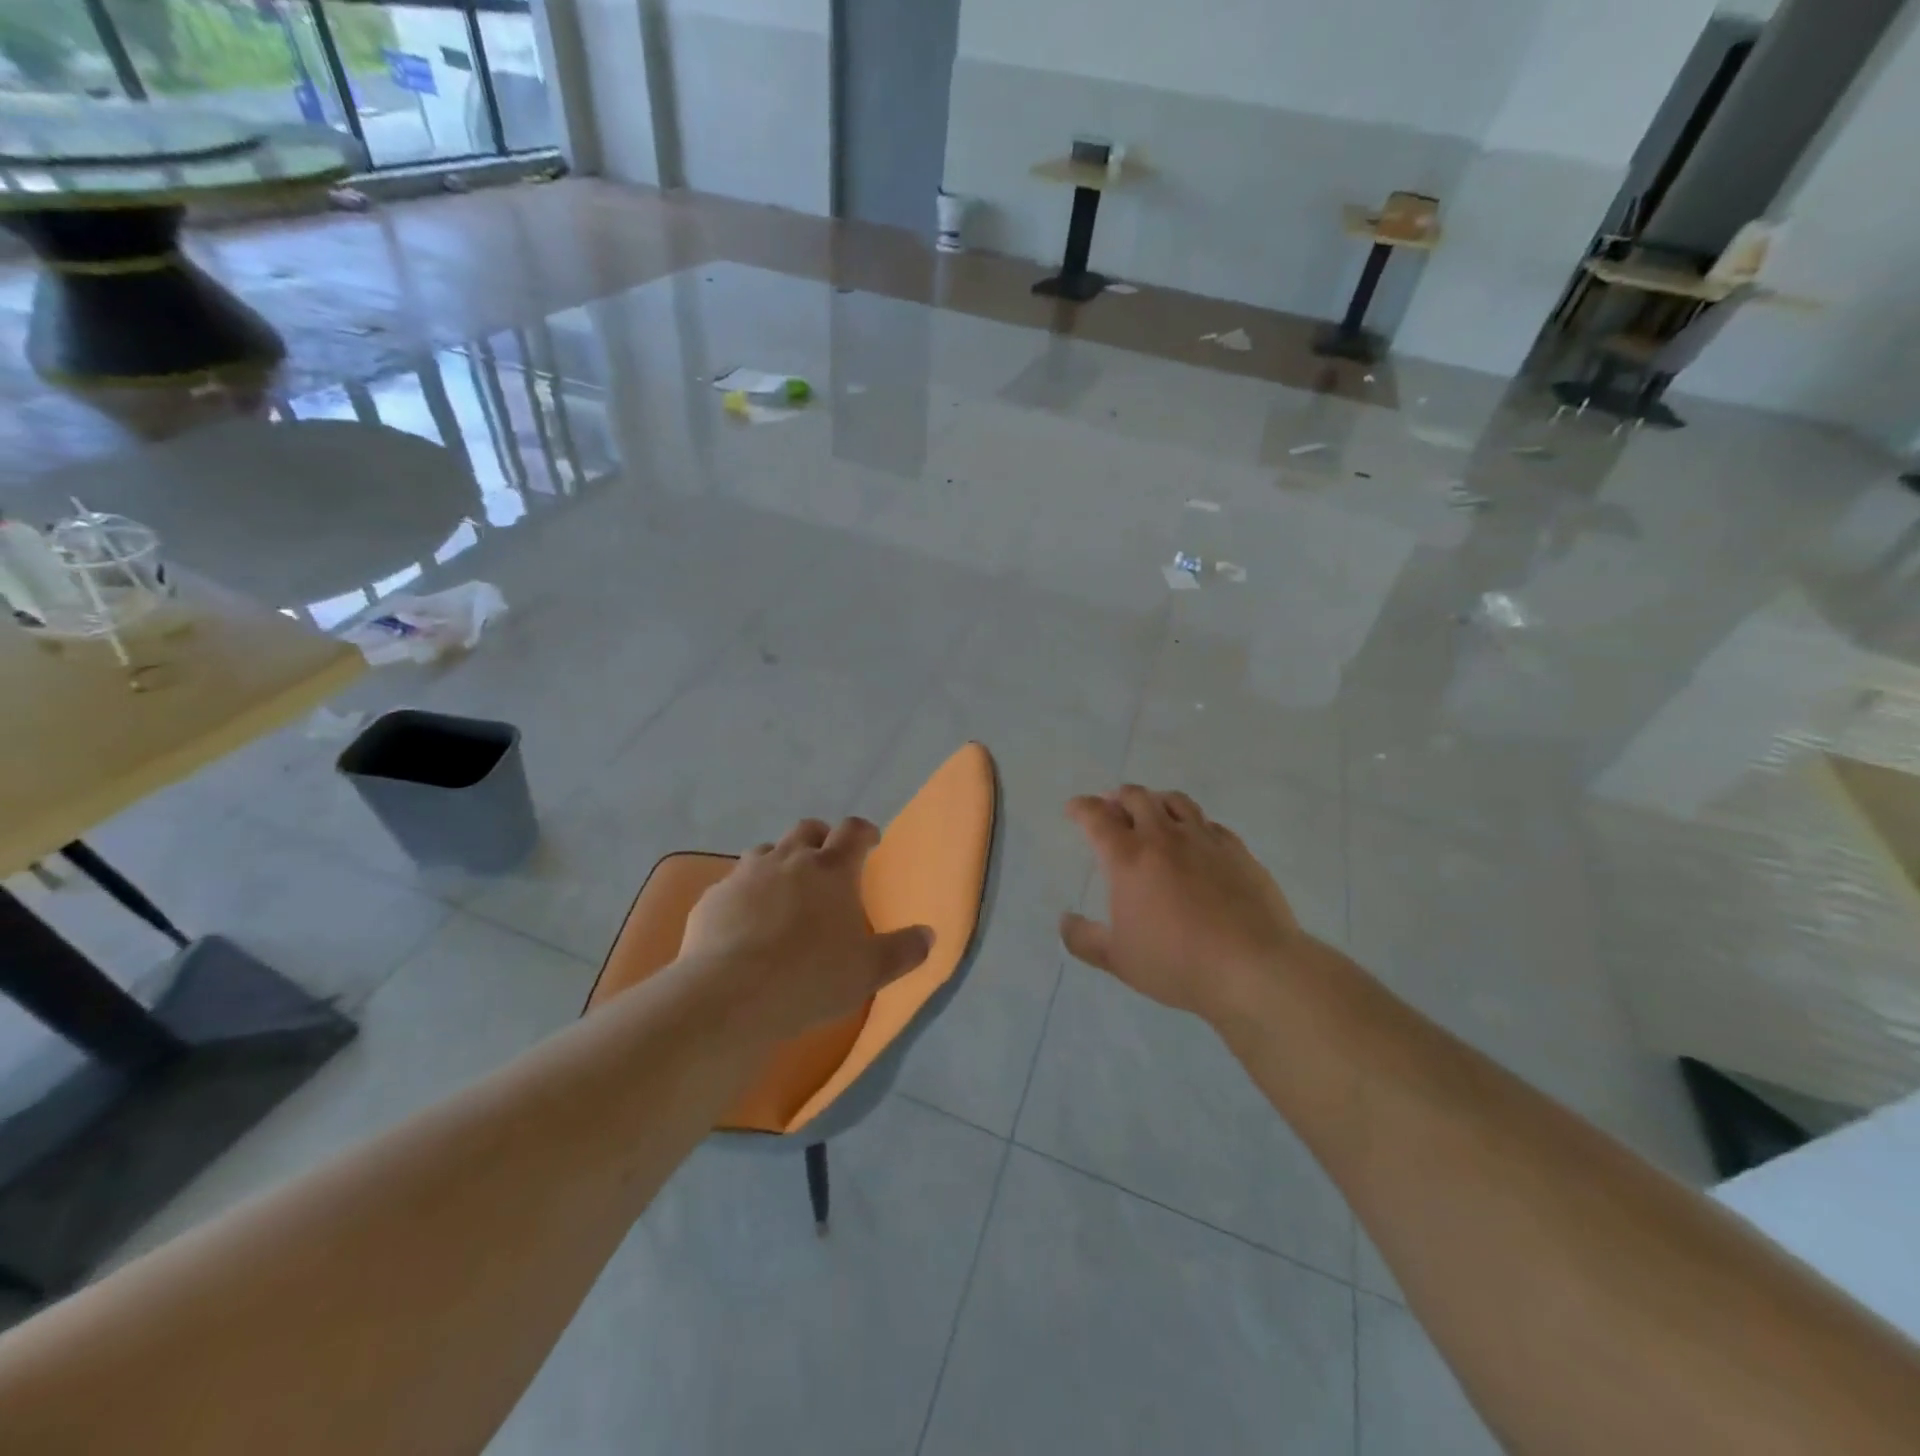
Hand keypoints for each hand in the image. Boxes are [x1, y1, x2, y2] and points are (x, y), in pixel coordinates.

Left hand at [680, 817, 932, 1040]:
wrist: (731, 995)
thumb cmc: (811, 977)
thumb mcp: (870, 971)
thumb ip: (904, 950)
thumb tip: (929, 935)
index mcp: (832, 869)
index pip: (853, 831)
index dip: (865, 832)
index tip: (871, 842)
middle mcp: (790, 859)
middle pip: (808, 829)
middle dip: (821, 838)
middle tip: (827, 862)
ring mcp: (746, 874)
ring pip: (767, 851)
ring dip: (780, 861)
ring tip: (784, 890)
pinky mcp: (714, 896)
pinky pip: (734, 883)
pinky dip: (745, 892)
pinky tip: (745, 921)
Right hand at [1061, 786, 1305, 1022]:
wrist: (1252, 967)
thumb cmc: (1176, 963)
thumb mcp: (1118, 960)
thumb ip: (1083, 939)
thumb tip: (1065, 920)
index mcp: (1128, 857)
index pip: (1097, 817)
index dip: (1081, 808)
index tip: (1074, 809)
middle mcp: (1163, 837)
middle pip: (1136, 798)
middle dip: (1118, 798)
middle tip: (1112, 808)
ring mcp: (1204, 839)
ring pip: (1174, 801)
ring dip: (1155, 801)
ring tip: (1152, 812)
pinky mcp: (1236, 849)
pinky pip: (1208, 822)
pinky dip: (1191, 822)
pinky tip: (1194, 839)